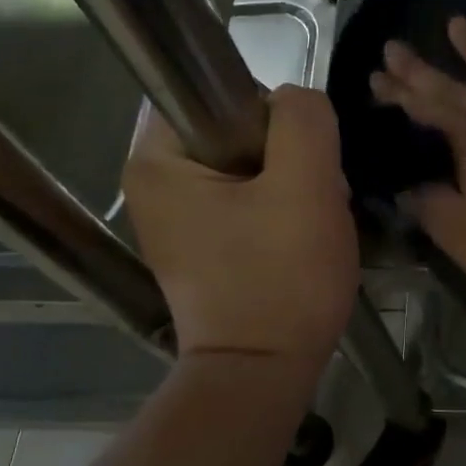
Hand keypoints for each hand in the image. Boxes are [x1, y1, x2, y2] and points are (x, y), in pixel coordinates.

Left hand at [123, 85, 357, 368]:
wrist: (264, 374)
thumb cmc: (280, 279)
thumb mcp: (305, 185)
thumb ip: (303, 119)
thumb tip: (294, 103)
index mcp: (157, 160)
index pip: (220, 91)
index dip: (271, 115)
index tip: (297, 159)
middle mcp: (152, 183)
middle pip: (236, 128)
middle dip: (286, 154)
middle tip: (312, 194)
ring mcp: (175, 217)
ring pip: (248, 164)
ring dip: (289, 182)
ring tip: (310, 219)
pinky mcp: (200, 243)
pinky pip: (246, 197)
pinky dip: (278, 207)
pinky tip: (297, 236)